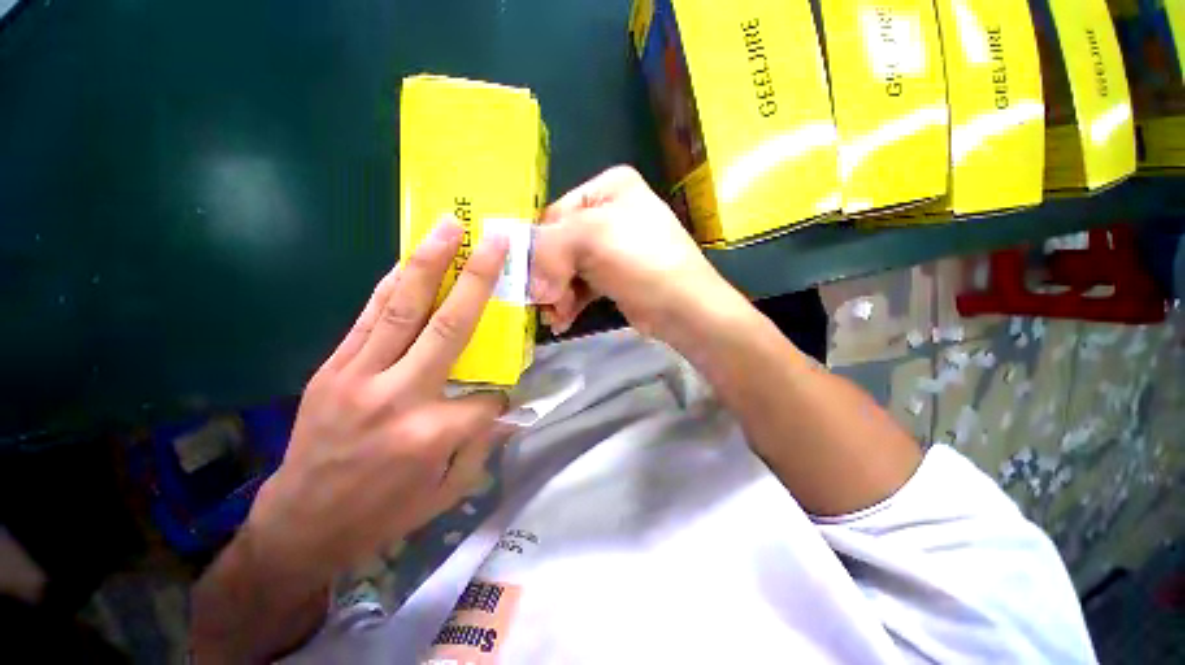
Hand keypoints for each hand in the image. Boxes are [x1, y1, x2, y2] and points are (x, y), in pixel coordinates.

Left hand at [248, 219, 509, 581]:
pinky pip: (369, 317)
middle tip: (492, 239)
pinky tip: (409, 261)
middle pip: (449, 325)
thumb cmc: (382, 514)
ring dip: (429, 263)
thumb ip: (482, 444)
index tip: (497, 404)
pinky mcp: (334, 368)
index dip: (500, 397)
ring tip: (448, 227)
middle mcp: (399, 396)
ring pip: (403, 308)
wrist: (301, 524)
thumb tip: (504, 408)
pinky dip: (391, 285)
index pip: (487, 397)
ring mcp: (360, 376)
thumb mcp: (447, 490)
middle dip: (477, 278)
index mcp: (432, 433)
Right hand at [530, 166, 738, 339]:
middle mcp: (611, 212)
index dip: (540, 248)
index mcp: (609, 187)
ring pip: (569, 267)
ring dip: (558, 293)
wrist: (685, 308)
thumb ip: (547, 249)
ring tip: (555, 316)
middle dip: (549, 276)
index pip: (555, 214)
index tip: (535, 281)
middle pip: (561, 243)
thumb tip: (530, 283)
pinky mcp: (615, 275)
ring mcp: (614, 246)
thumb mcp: (590, 240)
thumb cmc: (641, 263)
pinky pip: (582, 284)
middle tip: (544, 303)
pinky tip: (564, 319)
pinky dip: (570, 301)